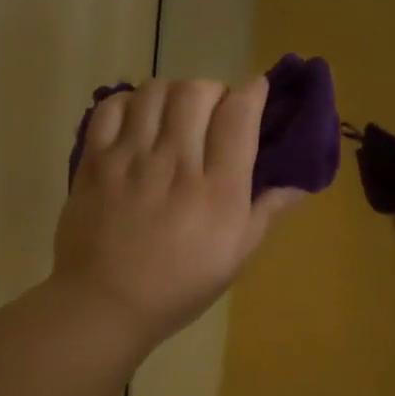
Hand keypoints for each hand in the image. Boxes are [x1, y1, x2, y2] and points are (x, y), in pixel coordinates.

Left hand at [52, 76, 301, 348]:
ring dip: (173, 92)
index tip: (257, 91)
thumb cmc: (180, 286)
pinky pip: (111, 107)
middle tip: (215, 110)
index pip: (239, 115)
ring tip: (176, 113)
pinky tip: (139, 121)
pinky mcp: (94, 161)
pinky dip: (130, 102)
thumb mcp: (236, 256)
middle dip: (214, 90)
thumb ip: (266, 211)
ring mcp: (130, 159)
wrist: (105, 305)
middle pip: (197, 91)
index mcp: (218, 190)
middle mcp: (176, 164)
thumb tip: (300, 182)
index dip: (253, 92)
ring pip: (155, 91)